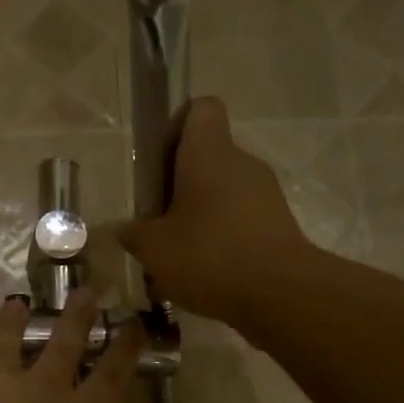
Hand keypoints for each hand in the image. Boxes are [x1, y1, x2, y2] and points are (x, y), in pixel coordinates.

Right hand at [117, 97, 311, 328]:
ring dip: (199, 214)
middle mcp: (241, 163)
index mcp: (208, 153)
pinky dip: (221, 237)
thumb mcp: (154, 249)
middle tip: (156, 219)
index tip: (157, 162)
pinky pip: (240, 219)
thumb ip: (134, 234)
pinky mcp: (278, 224)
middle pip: (207, 156)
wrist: (280, 294)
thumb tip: (123, 230)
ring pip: (223, 191)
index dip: (176, 126)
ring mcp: (265, 193)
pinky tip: (205, 271)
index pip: (200, 108)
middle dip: (179, 184)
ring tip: (177, 253)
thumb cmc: (209, 255)